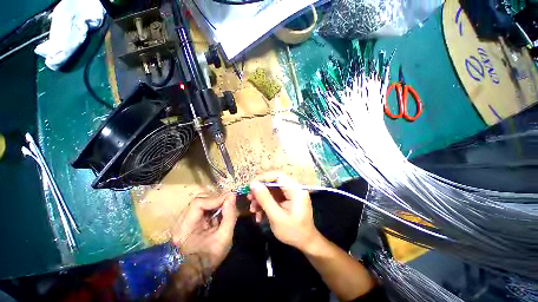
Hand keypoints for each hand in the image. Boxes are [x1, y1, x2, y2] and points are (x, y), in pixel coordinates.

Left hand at [172, 193, 237, 282]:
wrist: (197, 273)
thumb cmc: (210, 258)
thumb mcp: (224, 237)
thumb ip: (229, 216)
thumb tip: (232, 196)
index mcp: (185, 228)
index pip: (198, 203)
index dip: (215, 198)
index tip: (230, 198)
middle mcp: (180, 222)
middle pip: (198, 201)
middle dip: (215, 199)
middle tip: (229, 202)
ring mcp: (183, 222)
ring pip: (200, 203)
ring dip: (214, 203)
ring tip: (225, 207)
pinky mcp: (188, 223)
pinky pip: (201, 209)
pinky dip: (212, 208)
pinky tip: (219, 213)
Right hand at [248, 171, 319, 250]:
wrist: (306, 243)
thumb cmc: (293, 232)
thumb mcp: (277, 217)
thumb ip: (265, 199)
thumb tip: (253, 184)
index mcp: (296, 190)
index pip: (278, 175)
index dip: (264, 177)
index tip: (251, 185)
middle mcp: (294, 188)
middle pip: (274, 182)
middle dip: (260, 190)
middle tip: (250, 198)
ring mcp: (291, 194)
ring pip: (272, 190)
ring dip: (261, 198)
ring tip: (253, 209)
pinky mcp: (288, 200)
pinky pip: (274, 197)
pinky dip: (266, 204)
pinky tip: (259, 214)